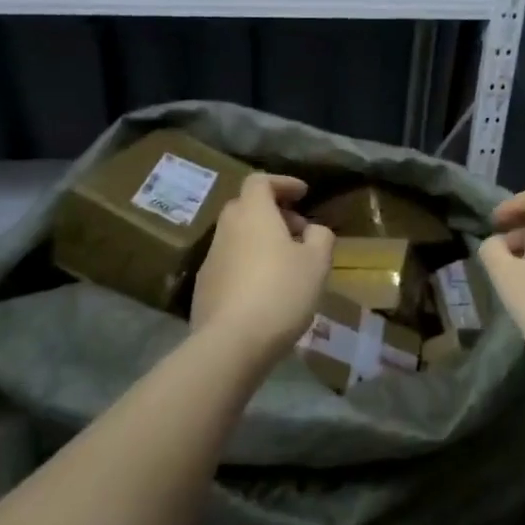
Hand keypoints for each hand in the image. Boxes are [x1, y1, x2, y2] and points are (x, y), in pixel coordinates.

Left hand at [192, 173, 334, 360]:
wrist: (231, 343)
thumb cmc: (281, 292)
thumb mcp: (317, 262)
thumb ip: (320, 237)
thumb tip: (312, 231)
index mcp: (253, 214)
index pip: (260, 181)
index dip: (282, 183)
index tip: (303, 194)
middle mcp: (227, 229)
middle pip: (246, 206)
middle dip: (273, 212)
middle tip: (298, 231)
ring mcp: (211, 258)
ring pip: (237, 235)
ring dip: (261, 239)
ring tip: (286, 263)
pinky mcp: (204, 286)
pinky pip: (230, 262)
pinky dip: (248, 263)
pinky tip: (265, 289)